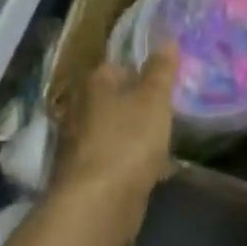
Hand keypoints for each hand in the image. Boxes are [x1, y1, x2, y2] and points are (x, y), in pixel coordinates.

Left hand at [53, 44, 177, 229]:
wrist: (98, 204)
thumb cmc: (128, 140)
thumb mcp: (154, 99)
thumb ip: (161, 70)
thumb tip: (167, 41)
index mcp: (94, 83)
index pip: (118, 66)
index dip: (142, 72)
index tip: (164, 84)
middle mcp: (80, 109)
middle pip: (114, 100)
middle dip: (138, 106)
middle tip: (166, 112)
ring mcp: (79, 145)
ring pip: (114, 131)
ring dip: (135, 136)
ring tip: (165, 141)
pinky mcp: (84, 176)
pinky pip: (114, 160)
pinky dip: (131, 163)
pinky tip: (154, 171)